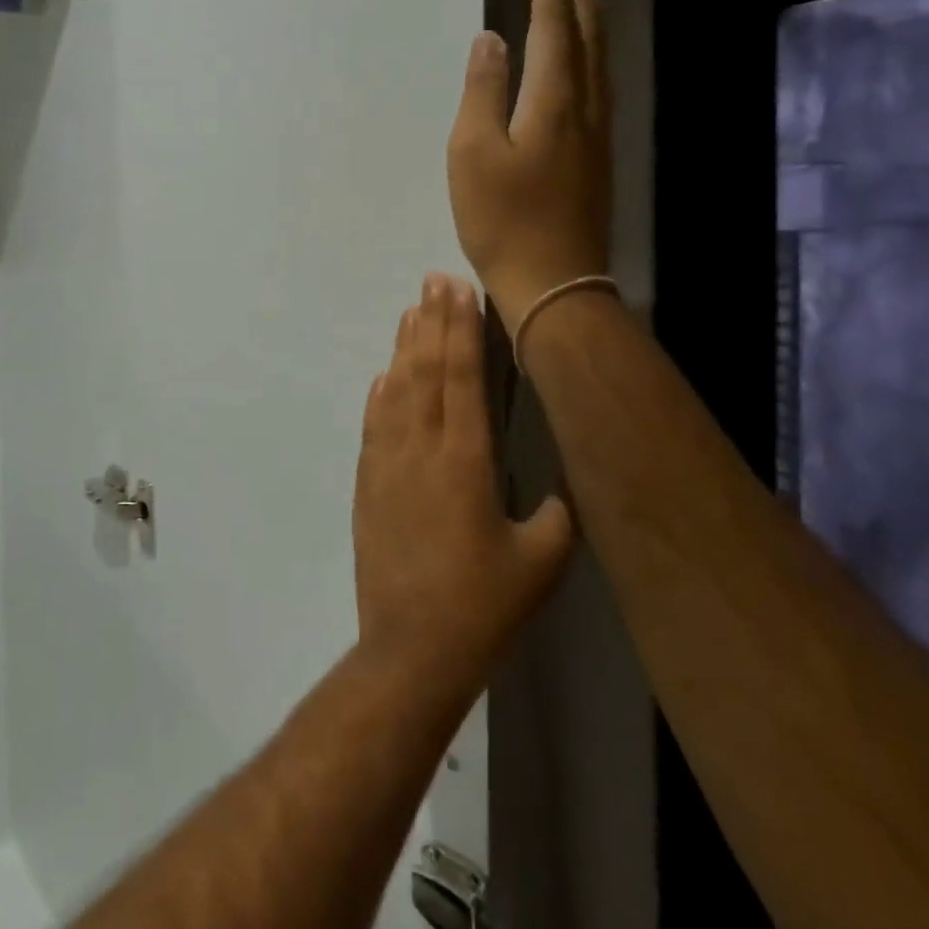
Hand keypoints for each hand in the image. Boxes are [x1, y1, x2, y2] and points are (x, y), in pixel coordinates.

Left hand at [353, 273, 573, 700]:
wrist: (410, 648)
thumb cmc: (483, 606)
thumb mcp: (541, 562)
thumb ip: (558, 514)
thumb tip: (562, 488)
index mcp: (466, 459)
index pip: (462, 377)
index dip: (460, 330)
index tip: (459, 291)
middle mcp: (421, 449)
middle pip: (425, 371)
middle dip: (431, 321)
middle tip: (433, 280)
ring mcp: (386, 464)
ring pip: (395, 390)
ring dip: (403, 348)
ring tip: (410, 311)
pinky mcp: (367, 485)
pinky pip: (373, 426)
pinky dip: (379, 395)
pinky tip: (384, 376)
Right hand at [447, 0, 612, 325]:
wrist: (553, 283)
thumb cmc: (503, 219)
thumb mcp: (473, 153)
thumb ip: (482, 92)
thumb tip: (491, 41)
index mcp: (552, 102)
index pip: (553, 33)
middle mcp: (584, 111)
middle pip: (588, 43)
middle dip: (579, 2)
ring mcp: (597, 139)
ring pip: (600, 68)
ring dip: (592, 30)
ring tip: (584, 5)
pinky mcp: (597, 163)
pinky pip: (601, 93)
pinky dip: (595, 65)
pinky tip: (587, 72)